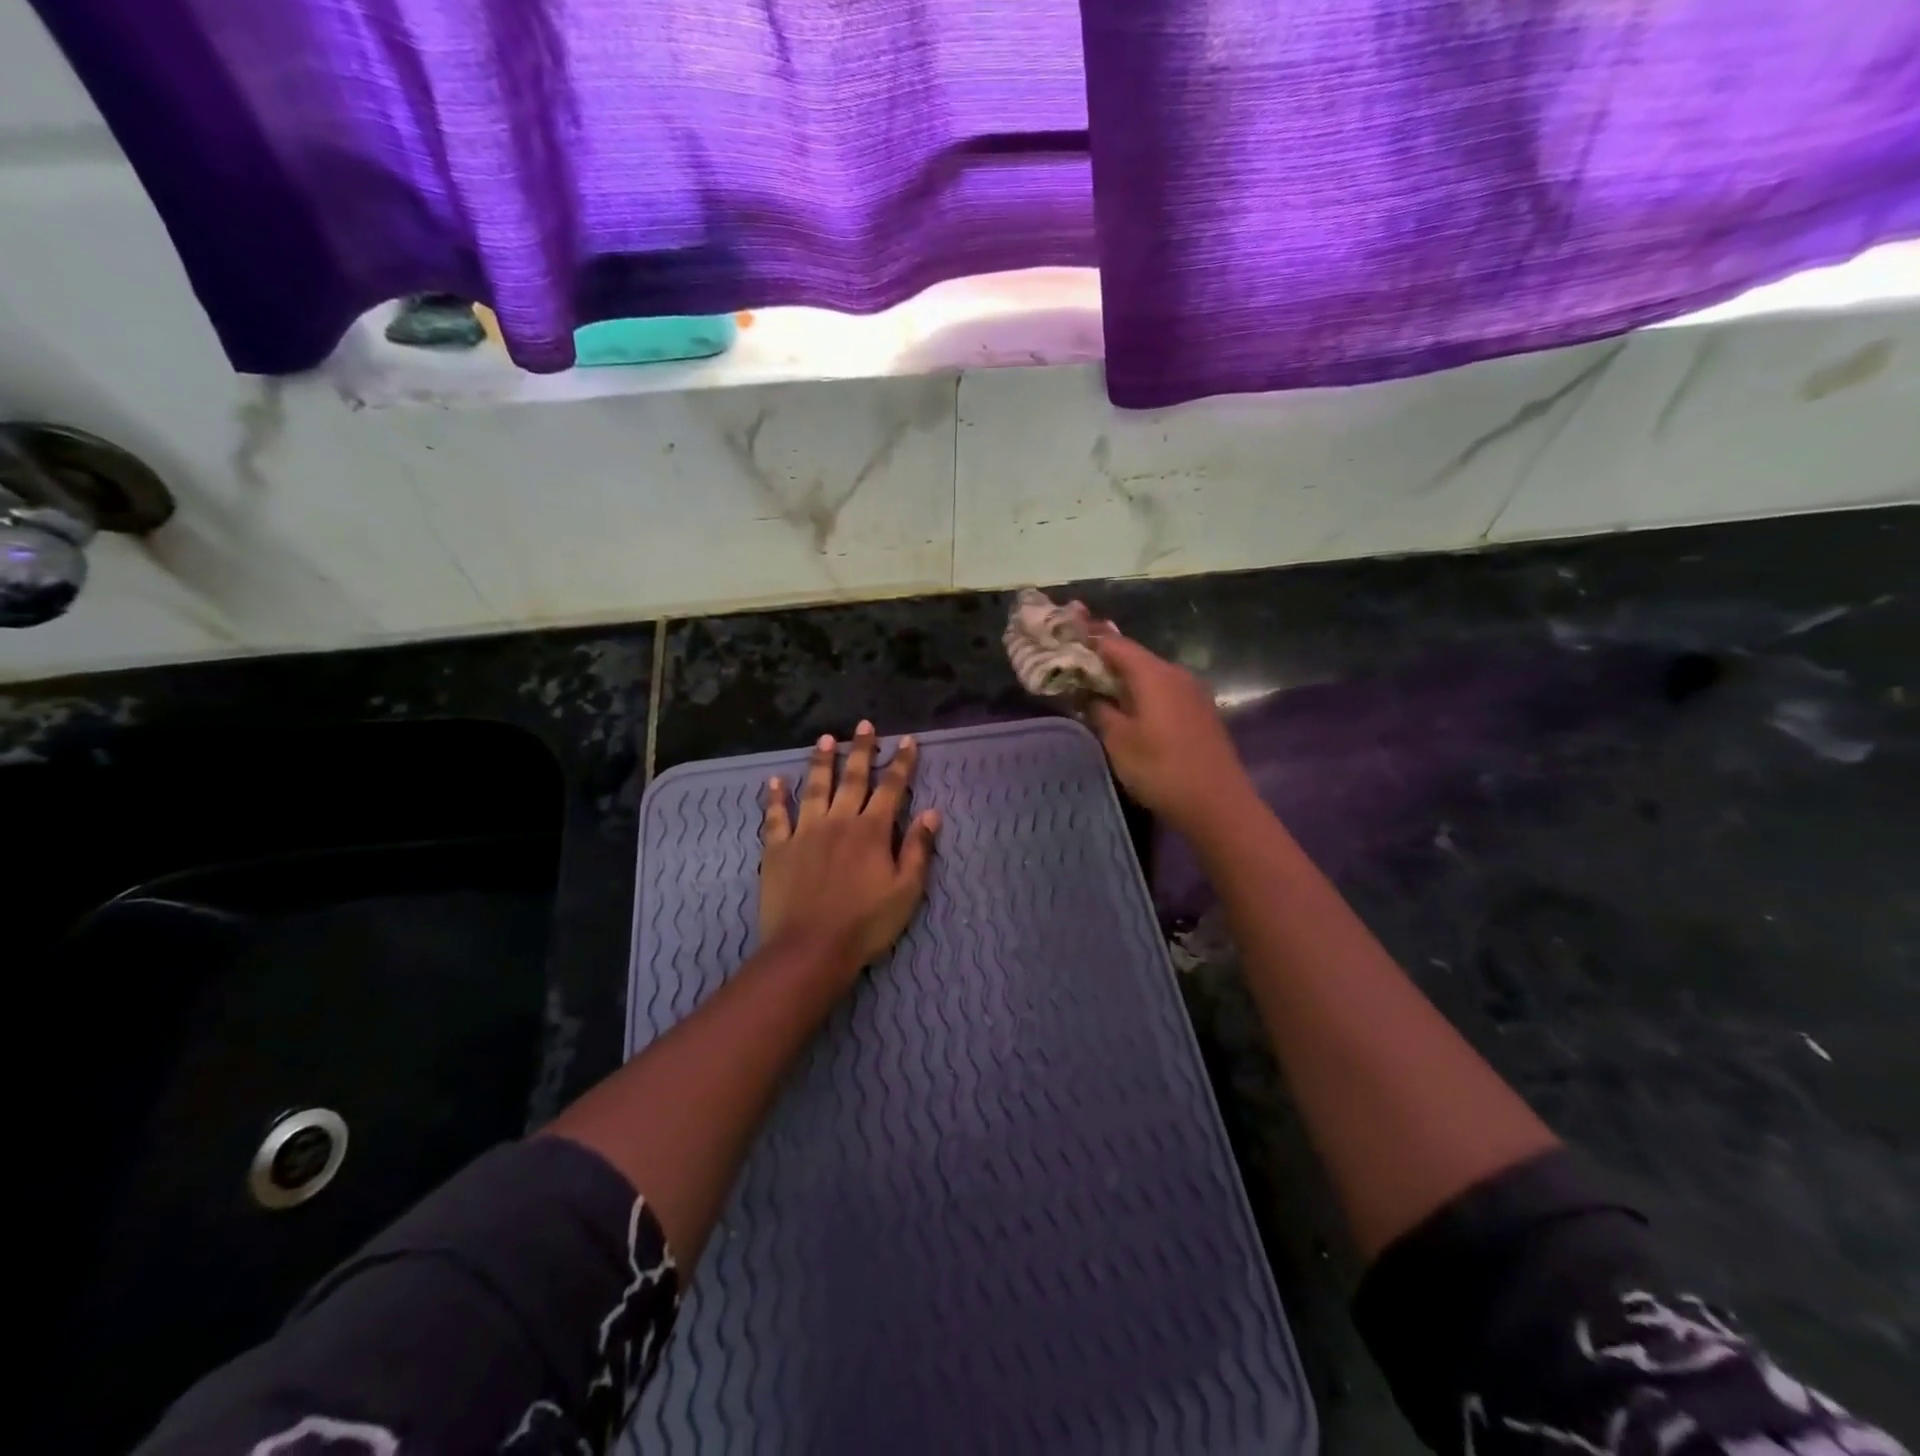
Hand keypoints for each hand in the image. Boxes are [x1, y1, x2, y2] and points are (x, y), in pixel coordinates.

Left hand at [760, 720, 940, 986]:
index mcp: (873, 831)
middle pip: (852, 778)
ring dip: (821, 761)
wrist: (810, 949)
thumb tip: (931, 813)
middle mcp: (839, 821)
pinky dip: (775, 797)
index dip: (901, 763)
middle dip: (861, 750)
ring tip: (825, 739)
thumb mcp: (906, 892)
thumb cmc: (865, 924)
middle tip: (864, 725)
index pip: (891, 788)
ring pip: (815, 787)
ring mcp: (805, 832)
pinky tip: (775, 781)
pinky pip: (776, 816)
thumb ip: (918, 850)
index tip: (907, 741)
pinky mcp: (777, 848)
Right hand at [1086, 630, 1253, 831]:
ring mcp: (1192, 692)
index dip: (1088, 639)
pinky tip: (1129, 709)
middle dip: (1104, 660)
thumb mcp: (1118, 741)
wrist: (1217, 803)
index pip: (1114, 643)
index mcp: (1153, 673)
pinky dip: (1143, 694)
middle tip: (1076, 667)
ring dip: (1124, 679)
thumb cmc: (1160, 769)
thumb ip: (1099, 710)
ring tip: (1097, 689)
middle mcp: (1175, 673)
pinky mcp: (1200, 712)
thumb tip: (1089, 693)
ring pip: (1150, 675)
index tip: (1065, 639)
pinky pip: (1164, 691)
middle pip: (1134, 657)